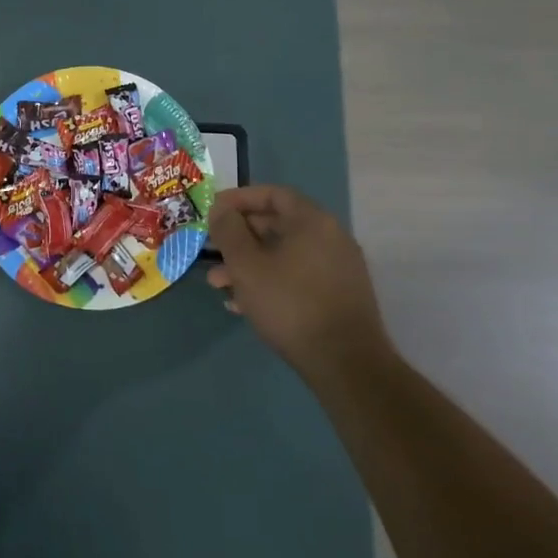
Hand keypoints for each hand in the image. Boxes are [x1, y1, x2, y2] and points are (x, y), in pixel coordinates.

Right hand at [207, 185, 394, 380]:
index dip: (239, 199)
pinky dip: (270, 281)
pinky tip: (244, 305)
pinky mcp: (339, 295)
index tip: (213, 210)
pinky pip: (297, 276)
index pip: (273, 194)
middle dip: (239, 237)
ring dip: (249, 264)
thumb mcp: (246, 265)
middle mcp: (331, 238)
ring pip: (284, 255)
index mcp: (313, 221)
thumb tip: (220, 209)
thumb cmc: (289, 304)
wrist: (345, 363)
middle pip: (278, 225)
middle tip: (211, 250)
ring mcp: (338, 268)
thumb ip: (229, 231)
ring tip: (218, 285)